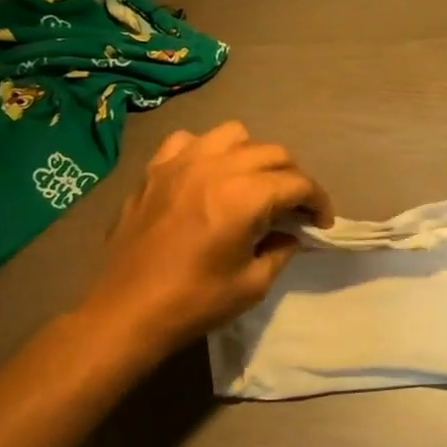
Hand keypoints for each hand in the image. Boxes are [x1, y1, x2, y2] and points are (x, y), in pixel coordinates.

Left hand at [82, 121, 332, 356]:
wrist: (126, 312)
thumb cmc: (194, 302)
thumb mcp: (253, 284)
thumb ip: (281, 250)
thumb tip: (292, 234)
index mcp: (245, 197)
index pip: (298, 183)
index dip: (318, 201)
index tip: (321, 223)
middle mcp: (217, 167)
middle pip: (273, 152)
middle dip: (292, 178)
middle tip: (293, 208)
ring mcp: (182, 163)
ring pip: (234, 135)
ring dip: (252, 156)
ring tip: (251, 183)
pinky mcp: (155, 169)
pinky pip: (189, 140)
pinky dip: (206, 151)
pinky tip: (206, 175)